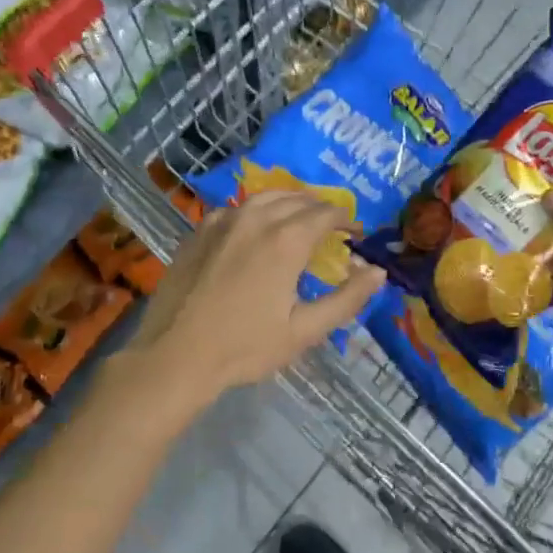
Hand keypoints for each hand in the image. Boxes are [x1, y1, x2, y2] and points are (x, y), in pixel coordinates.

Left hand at [126, 191, 384, 400]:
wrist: (174, 355)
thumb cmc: (244, 347)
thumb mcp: (304, 331)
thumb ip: (346, 299)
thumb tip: (378, 271)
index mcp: (286, 240)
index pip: (325, 213)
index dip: (346, 220)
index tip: (356, 234)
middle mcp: (255, 219)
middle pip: (297, 199)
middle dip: (320, 208)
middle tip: (332, 226)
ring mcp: (222, 221)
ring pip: (265, 197)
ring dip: (289, 202)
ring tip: (300, 218)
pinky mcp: (198, 231)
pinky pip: (236, 208)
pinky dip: (257, 210)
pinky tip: (257, 227)